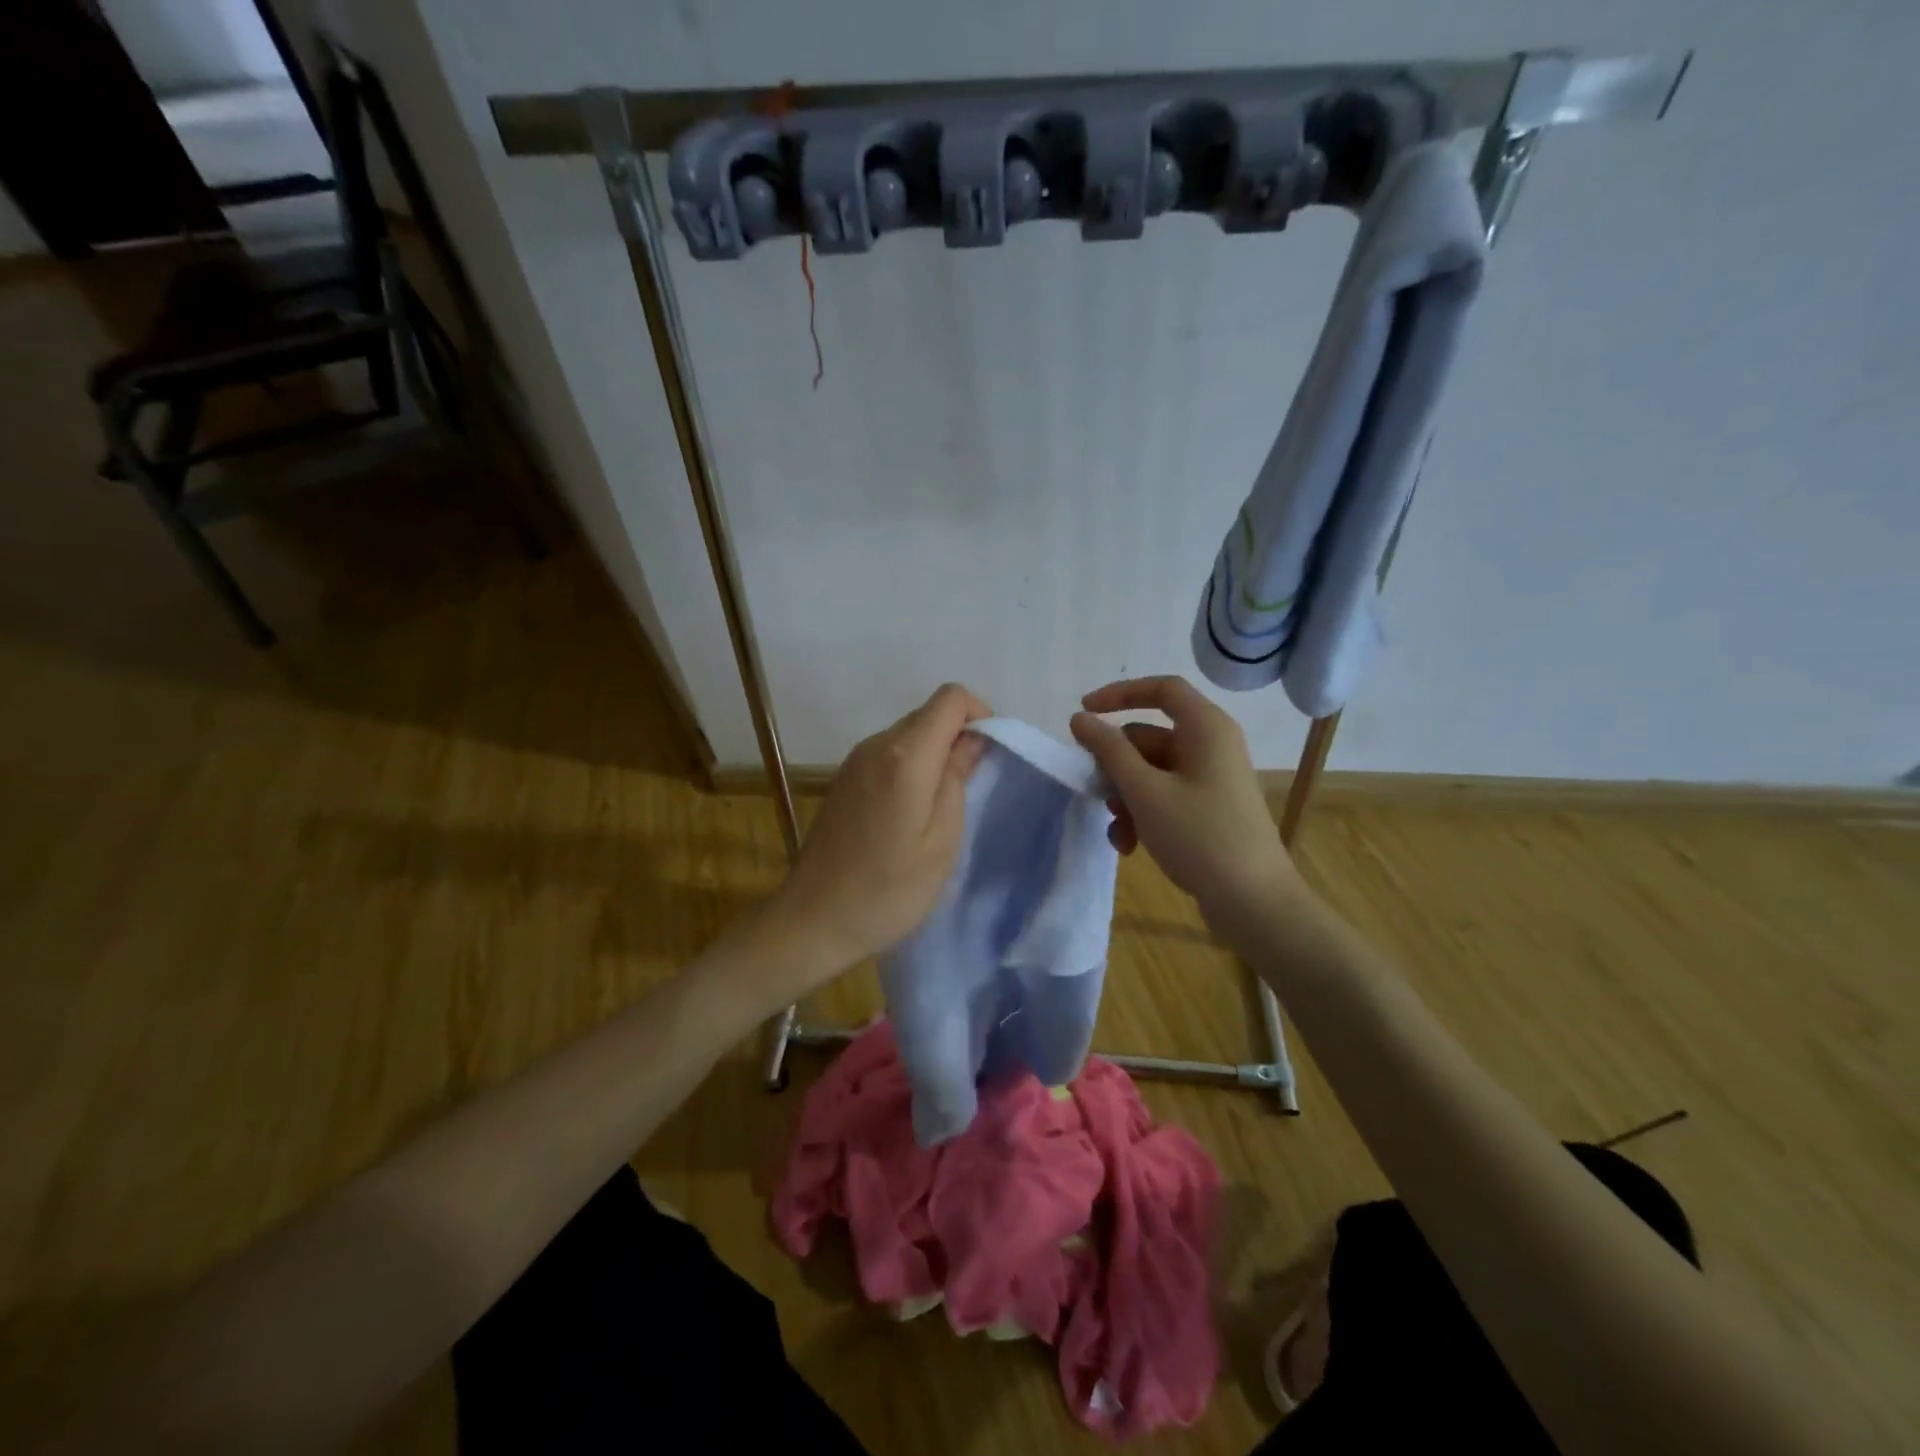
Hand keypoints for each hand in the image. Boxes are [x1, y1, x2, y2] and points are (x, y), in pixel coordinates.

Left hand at [768, 683, 990, 979]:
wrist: (814, 920)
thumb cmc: (889, 890)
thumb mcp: (942, 841)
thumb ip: (958, 779)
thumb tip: (972, 739)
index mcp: (904, 756)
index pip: (950, 698)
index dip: (979, 715)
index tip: (988, 756)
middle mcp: (876, 745)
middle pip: (928, 713)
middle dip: (958, 737)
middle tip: (971, 787)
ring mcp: (854, 760)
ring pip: (908, 733)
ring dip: (934, 754)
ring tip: (942, 806)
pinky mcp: (843, 778)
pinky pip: (888, 754)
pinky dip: (911, 766)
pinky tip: (910, 812)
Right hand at [1070, 676, 1305, 932]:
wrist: (1253, 902)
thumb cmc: (1199, 836)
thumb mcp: (1145, 792)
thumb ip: (1109, 751)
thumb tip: (1081, 719)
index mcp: (1205, 728)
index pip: (1161, 689)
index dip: (1119, 695)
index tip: (1084, 713)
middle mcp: (1211, 746)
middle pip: (1149, 736)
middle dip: (1116, 766)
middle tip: (1094, 791)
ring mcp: (1211, 779)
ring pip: (1152, 771)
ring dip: (1126, 797)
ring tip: (1118, 832)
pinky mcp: (1209, 808)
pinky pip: (1166, 796)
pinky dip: (1144, 814)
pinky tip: (1130, 845)